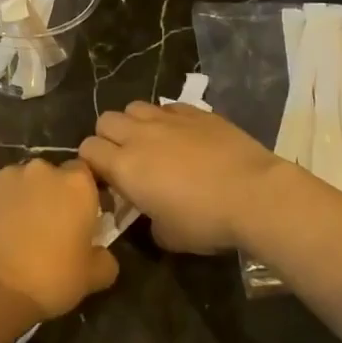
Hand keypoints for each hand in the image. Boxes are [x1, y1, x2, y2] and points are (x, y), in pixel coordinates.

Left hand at [0, 159, 117, 318]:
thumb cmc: (50, 279)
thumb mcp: (92, 278)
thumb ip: (105, 259)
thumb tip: (103, 254)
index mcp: (77, 184)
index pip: (85, 175)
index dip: (82, 195)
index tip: (79, 218)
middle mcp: (43, 169)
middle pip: (52, 176)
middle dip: (51, 195)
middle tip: (47, 227)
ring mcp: (8, 173)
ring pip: (21, 181)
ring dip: (23, 197)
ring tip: (15, 230)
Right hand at [79, 102, 290, 253]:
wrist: (254, 194)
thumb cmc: (206, 221)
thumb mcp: (168, 236)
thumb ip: (148, 221)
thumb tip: (149, 215)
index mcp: (124, 167)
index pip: (87, 150)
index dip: (92, 163)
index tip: (106, 180)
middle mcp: (139, 135)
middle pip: (105, 120)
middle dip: (108, 137)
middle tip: (126, 160)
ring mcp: (167, 118)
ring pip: (134, 107)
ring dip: (135, 123)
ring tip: (152, 143)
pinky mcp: (195, 111)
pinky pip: (167, 107)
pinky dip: (166, 119)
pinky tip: (182, 135)